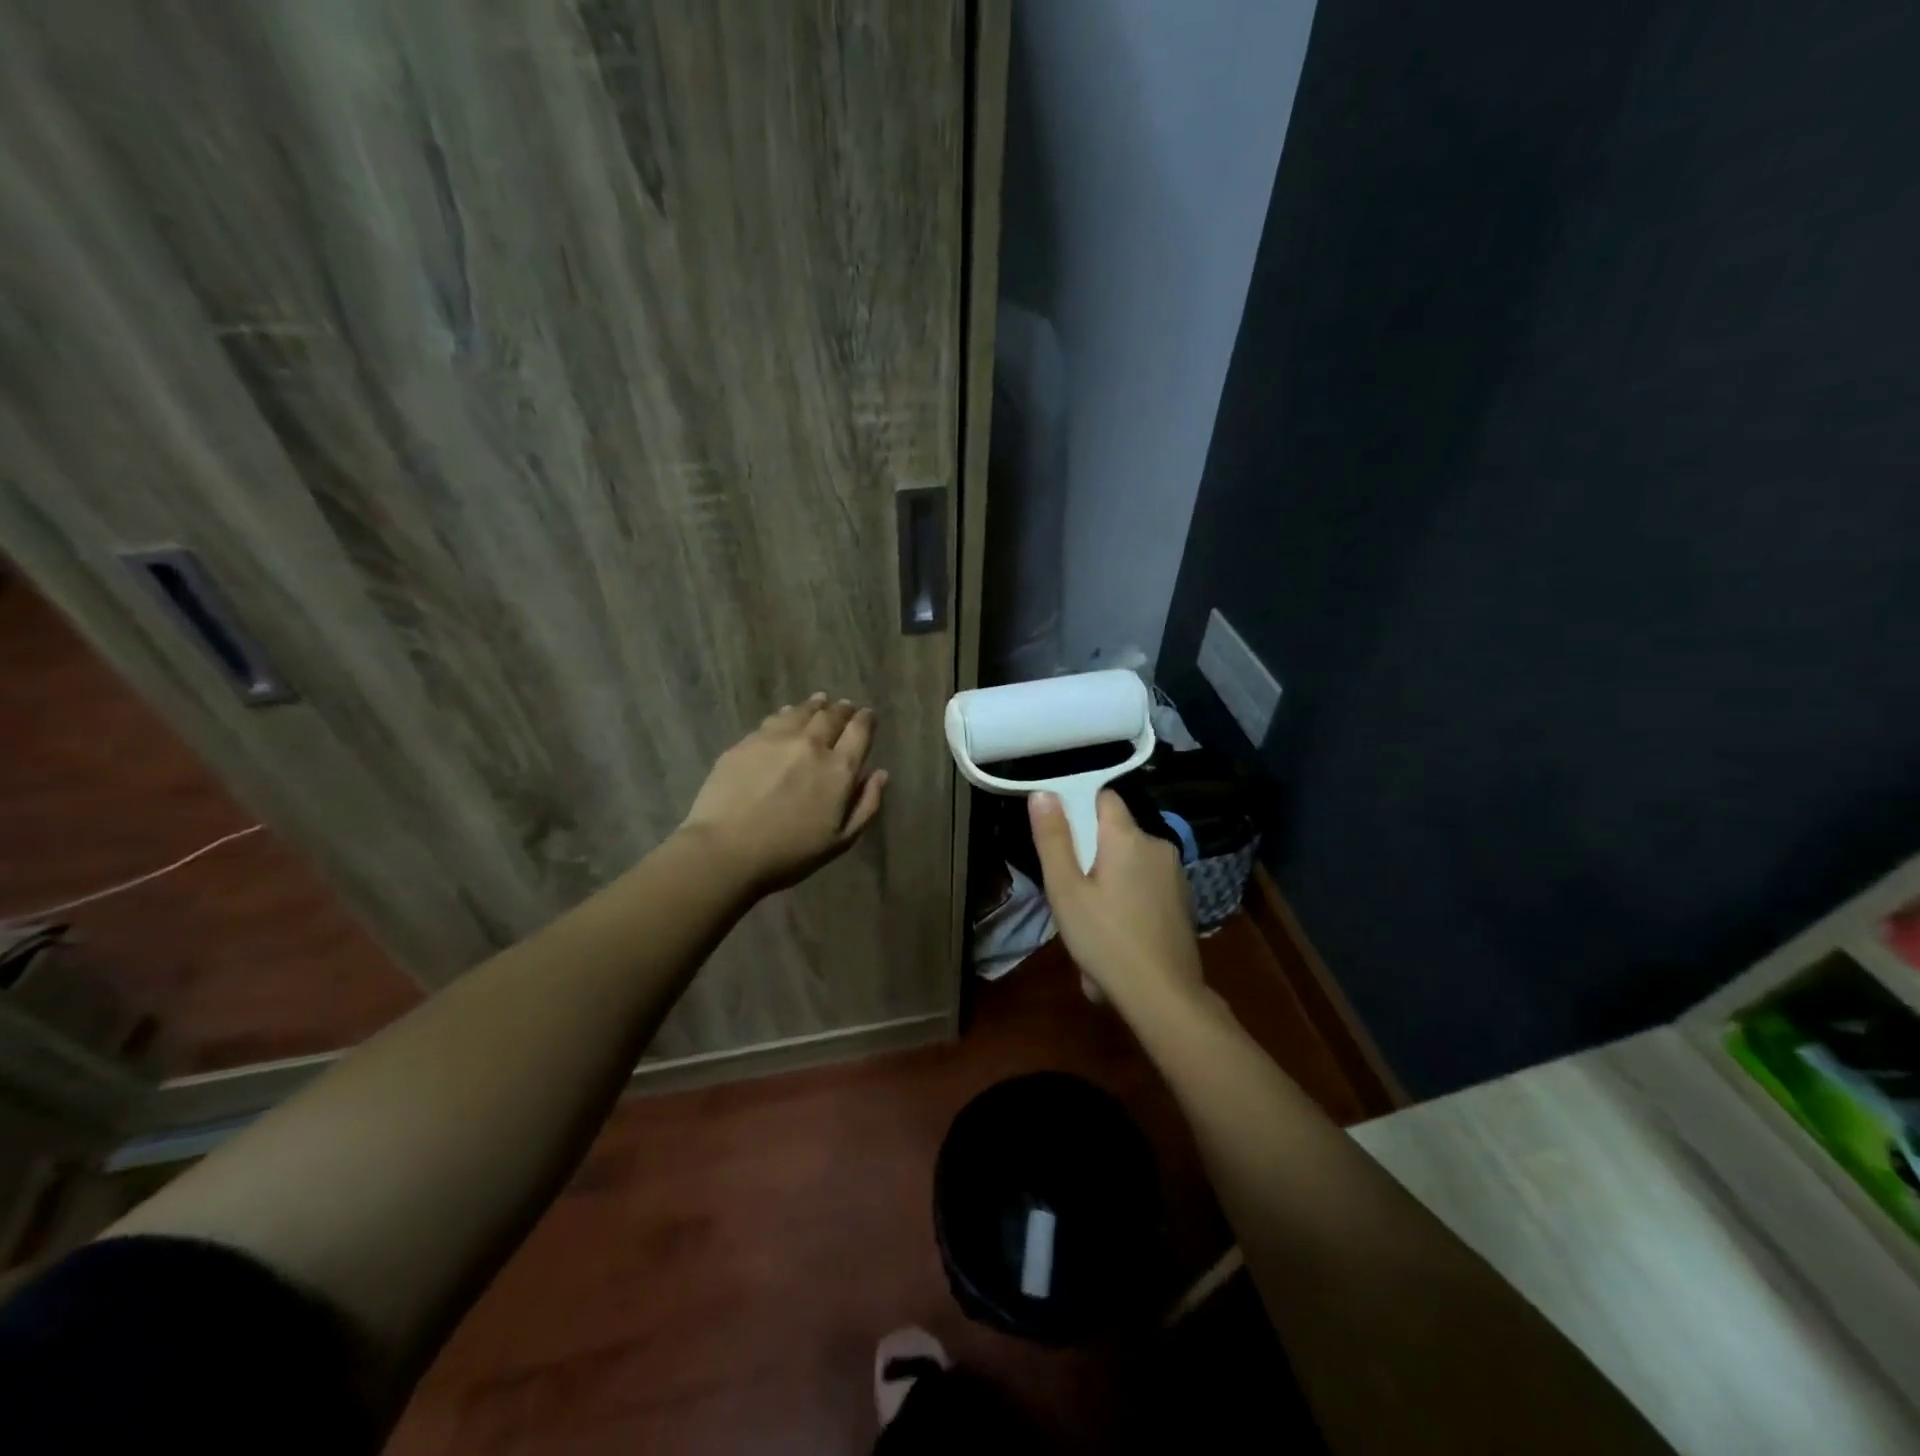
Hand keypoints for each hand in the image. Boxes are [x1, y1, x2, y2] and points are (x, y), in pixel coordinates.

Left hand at [680, 694, 888, 893]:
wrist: (726, 850)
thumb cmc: (789, 854)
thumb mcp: (841, 840)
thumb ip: (866, 805)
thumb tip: (880, 773)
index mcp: (839, 769)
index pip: (860, 731)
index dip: (866, 720)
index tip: (867, 716)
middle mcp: (811, 744)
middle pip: (832, 716)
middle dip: (842, 710)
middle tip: (845, 707)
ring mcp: (776, 739)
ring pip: (802, 712)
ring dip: (816, 706)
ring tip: (820, 702)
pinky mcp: (747, 741)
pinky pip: (774, 719)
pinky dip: (788, 714)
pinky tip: (787, 715)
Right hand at [1029, 789, 1204, 1015]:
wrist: (1163, 996)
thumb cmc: (1106, 939)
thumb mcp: (1066, 890)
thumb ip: (1053, 838)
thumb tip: (1043, 792)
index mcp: (1128, 837)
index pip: (1103, 797)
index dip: (1078, 807)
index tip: (1059, 836)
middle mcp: (1157, 845)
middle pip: (1114, 833)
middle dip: (1089, 852)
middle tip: (1068, 888)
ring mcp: (1174, 874)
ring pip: (1129, 861)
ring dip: (1108, 877)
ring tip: (1089, 917)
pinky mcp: (1182, 901)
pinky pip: (1145, 884)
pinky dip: (1128, 897)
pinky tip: (1116, 931)